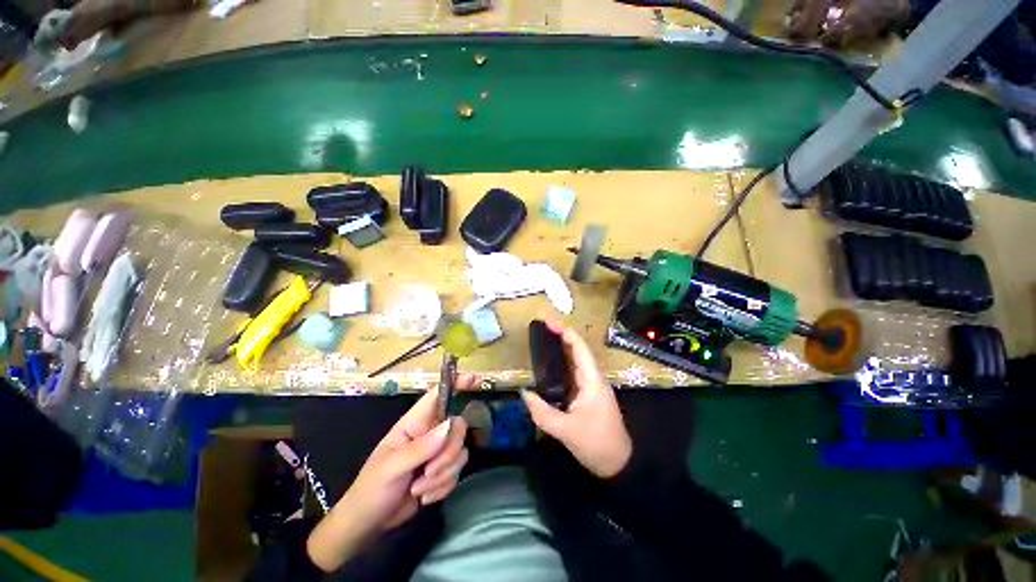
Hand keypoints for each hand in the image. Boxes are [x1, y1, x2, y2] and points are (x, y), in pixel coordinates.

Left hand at [307, 377, 473, 571]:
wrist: (369, 524)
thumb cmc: (372, 489)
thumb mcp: (392, 468)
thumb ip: (421, 447)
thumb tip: (450, 424)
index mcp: (414, 423)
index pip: (437, 395)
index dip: (456, 383)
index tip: (474, 379)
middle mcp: (430, 433)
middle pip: (457, 426)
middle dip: (448, 452)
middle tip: (428, 470)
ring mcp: (437, 452)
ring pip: (460, 451)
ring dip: (442, 475)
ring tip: (418, 488)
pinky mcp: (442, 471)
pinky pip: (457, 472)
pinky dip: (443, 487)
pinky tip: (424, 497)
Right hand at [521, 319, 631, 478]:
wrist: (618, 465)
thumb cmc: (596, 444)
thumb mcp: (566, 431)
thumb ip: (543, 412)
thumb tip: (524, 393)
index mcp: (592, 380)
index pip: (579, 348)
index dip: (565, 333)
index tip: (548, 323)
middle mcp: (591, 378)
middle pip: (576, 350)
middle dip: (560, 336)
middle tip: (540, 327)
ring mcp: (589, 387)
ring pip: (574, 361)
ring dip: (560, 349)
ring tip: (541, 340)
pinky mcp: (585, 396)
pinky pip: (571, 374)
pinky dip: (559, 365)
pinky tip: (547, 366)